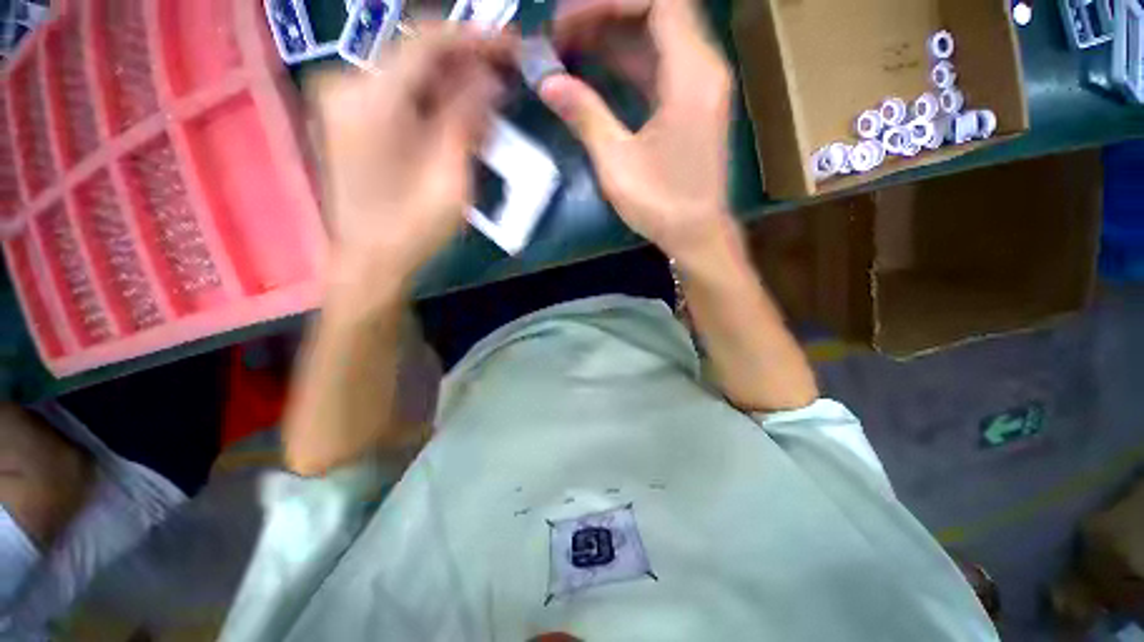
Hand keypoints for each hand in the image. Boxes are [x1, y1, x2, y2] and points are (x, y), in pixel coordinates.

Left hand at [308, 28, 513, 283]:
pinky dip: (432, 98)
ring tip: (490, 99)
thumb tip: (488, 78)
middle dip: (466, 61)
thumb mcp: (451, 176)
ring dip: (452, 82)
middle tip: (506, 75)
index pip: (428, 42)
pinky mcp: (350, 118)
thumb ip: (466, 119)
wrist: (371, 259)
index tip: (513, 45)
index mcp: (371, 98)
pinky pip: (398, 93)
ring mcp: (344, 101)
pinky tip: (459, 114)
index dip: (475, 38)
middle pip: (416, 53)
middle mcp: (348, 85)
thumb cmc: (413, 227)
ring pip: (409, 73)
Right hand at [539, 0, 735, 263]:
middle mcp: (703, 69)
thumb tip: (547, 83)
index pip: (658, 1)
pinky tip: (595, 69)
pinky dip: (626, 62)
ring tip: (568, 47)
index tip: (568, 20)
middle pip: (657, 12)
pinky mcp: (691, 105)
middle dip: (605, 15)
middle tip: (560, 34)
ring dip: (613, 38)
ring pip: (656, 39)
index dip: (610, 2)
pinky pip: (659, 66)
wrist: (696, 234)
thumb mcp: (617, 163)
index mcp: (691, 76)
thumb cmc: (661, 205)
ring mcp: (699, 87)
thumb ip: (585, 116)